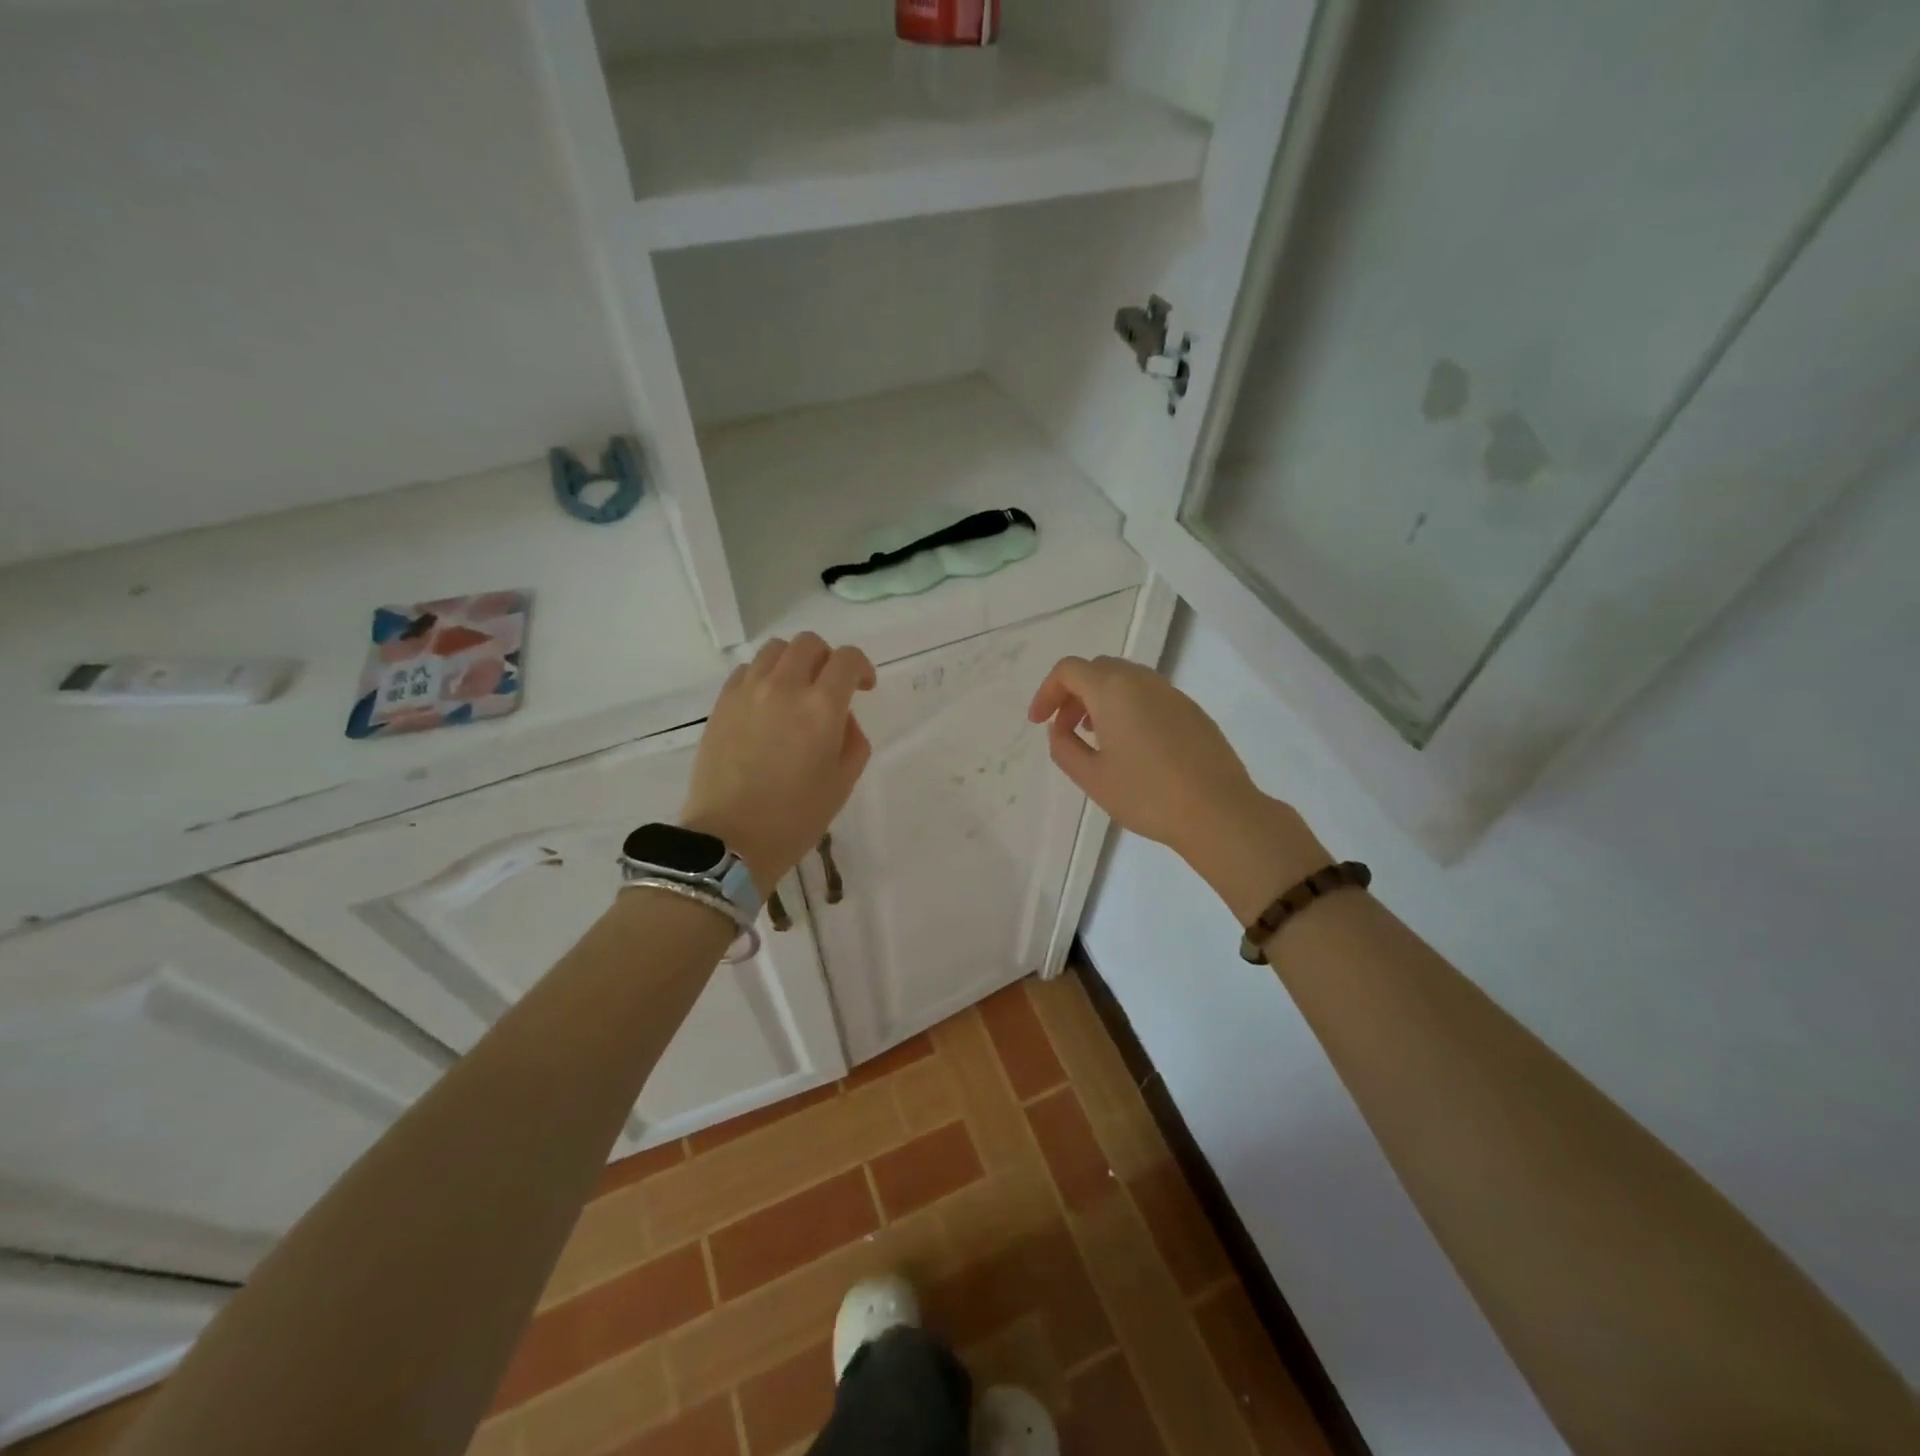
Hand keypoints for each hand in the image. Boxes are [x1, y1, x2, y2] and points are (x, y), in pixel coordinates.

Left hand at [681, 633, 876, 895]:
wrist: (730, 839)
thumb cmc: (796, 817)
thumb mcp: (843, 781)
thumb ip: (853, 739)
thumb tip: (841, 718)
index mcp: (821, 706)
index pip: (847, 659)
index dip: (861, 667)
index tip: (864, 688)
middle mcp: (784, 687)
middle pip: (809, 643)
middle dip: (827, 659)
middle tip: (830, 687)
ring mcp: (748, 691)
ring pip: (775, 650)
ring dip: (794, 662)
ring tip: (796, 690)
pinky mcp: (722, 703)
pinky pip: (746, 670)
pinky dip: (764, 676)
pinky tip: (766, 703)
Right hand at [1027, 656, 1327, 921]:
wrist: (1218, 811)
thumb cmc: (1147, 794)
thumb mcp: (1092, 777)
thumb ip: (1064, 748)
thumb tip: (1060, 730)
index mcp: (1113, 689)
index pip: (1069, 670)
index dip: (1046, 692)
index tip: (1039, 723)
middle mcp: (1143, 681)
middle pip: (1097, 669)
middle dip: (1073, 694)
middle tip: (1064, 729)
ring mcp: (1172, 693)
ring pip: (1125, 680)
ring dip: (1101, 700)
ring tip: (1095, 737)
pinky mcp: (1192, 711)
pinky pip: (1149, 695)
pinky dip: (1128, 707)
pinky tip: (1131, 745)